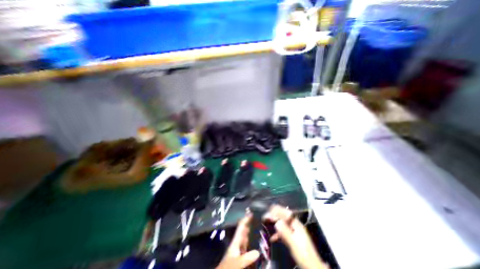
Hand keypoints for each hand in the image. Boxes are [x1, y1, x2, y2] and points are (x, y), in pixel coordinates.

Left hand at [218, 215, 261, 268]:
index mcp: (235, 241)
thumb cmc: (228, 267)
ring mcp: (238, 250)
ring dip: (250, 232)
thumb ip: (247, 257)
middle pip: (243, 231)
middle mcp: (237, 243)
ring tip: (257, 228)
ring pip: (245, 238)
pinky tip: (255, 243)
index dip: (245, 220)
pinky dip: (251, 242)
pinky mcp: (240, 256)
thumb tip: (258, 251)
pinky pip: (246, 246)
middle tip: (257, 219)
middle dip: (249, 224)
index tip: (251, 214)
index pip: (241, 227)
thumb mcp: (237, 263)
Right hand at [265, 206, 327, 268]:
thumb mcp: (293, 243)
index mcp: (297, 225)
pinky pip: (284, 232)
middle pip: (284, 217)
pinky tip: (272, 238)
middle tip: (266, 216)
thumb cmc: (303, 254)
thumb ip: (285, 232)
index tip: (270, 209)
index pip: (286, 213)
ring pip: (283, 224)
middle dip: (275, 216)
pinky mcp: (293, 239)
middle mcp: (295, 226)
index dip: (278, 210)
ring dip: (275, 223)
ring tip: (267, 223)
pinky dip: (278, 233)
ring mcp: (294, 232)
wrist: (312, 267)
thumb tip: (276, 222)